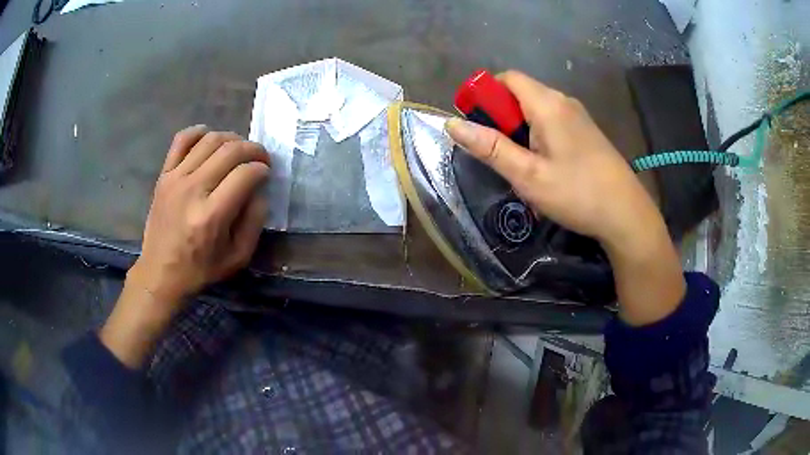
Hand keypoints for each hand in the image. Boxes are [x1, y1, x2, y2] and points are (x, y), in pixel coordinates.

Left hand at [101, 125, 269, 366]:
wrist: (160, 272)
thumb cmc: (200, 269)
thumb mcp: (237, 257)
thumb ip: (254, 222)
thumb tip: (259, 191)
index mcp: (212, 215)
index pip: (245, 174)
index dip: (262, 169)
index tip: (266, 174)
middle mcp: (193, 190)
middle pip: (230, 150)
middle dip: (253, 149)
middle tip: (260, 158)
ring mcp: (176, 179)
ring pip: (210, 140)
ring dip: (231, 139)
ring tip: (238, 149)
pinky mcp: (164, 175)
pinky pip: (181, 140)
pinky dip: (198, 132)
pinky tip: (209, 137)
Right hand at [446, 71, 657, 250]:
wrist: (626, 214)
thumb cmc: (577, 194)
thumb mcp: (527, 175)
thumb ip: (490, 148)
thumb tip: (452, 124)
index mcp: (547, 104)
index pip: (507, 78)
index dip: (485, 93)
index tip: (475, 123)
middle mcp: (563, 101)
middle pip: (521, 93)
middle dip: (502, 117)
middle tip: (498, 154)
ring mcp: (578, 116)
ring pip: (537, 110)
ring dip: (520, 130)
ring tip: (520, 165)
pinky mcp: (587, 132)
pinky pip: (553, 122)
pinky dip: (538, 136)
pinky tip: (544, 167)